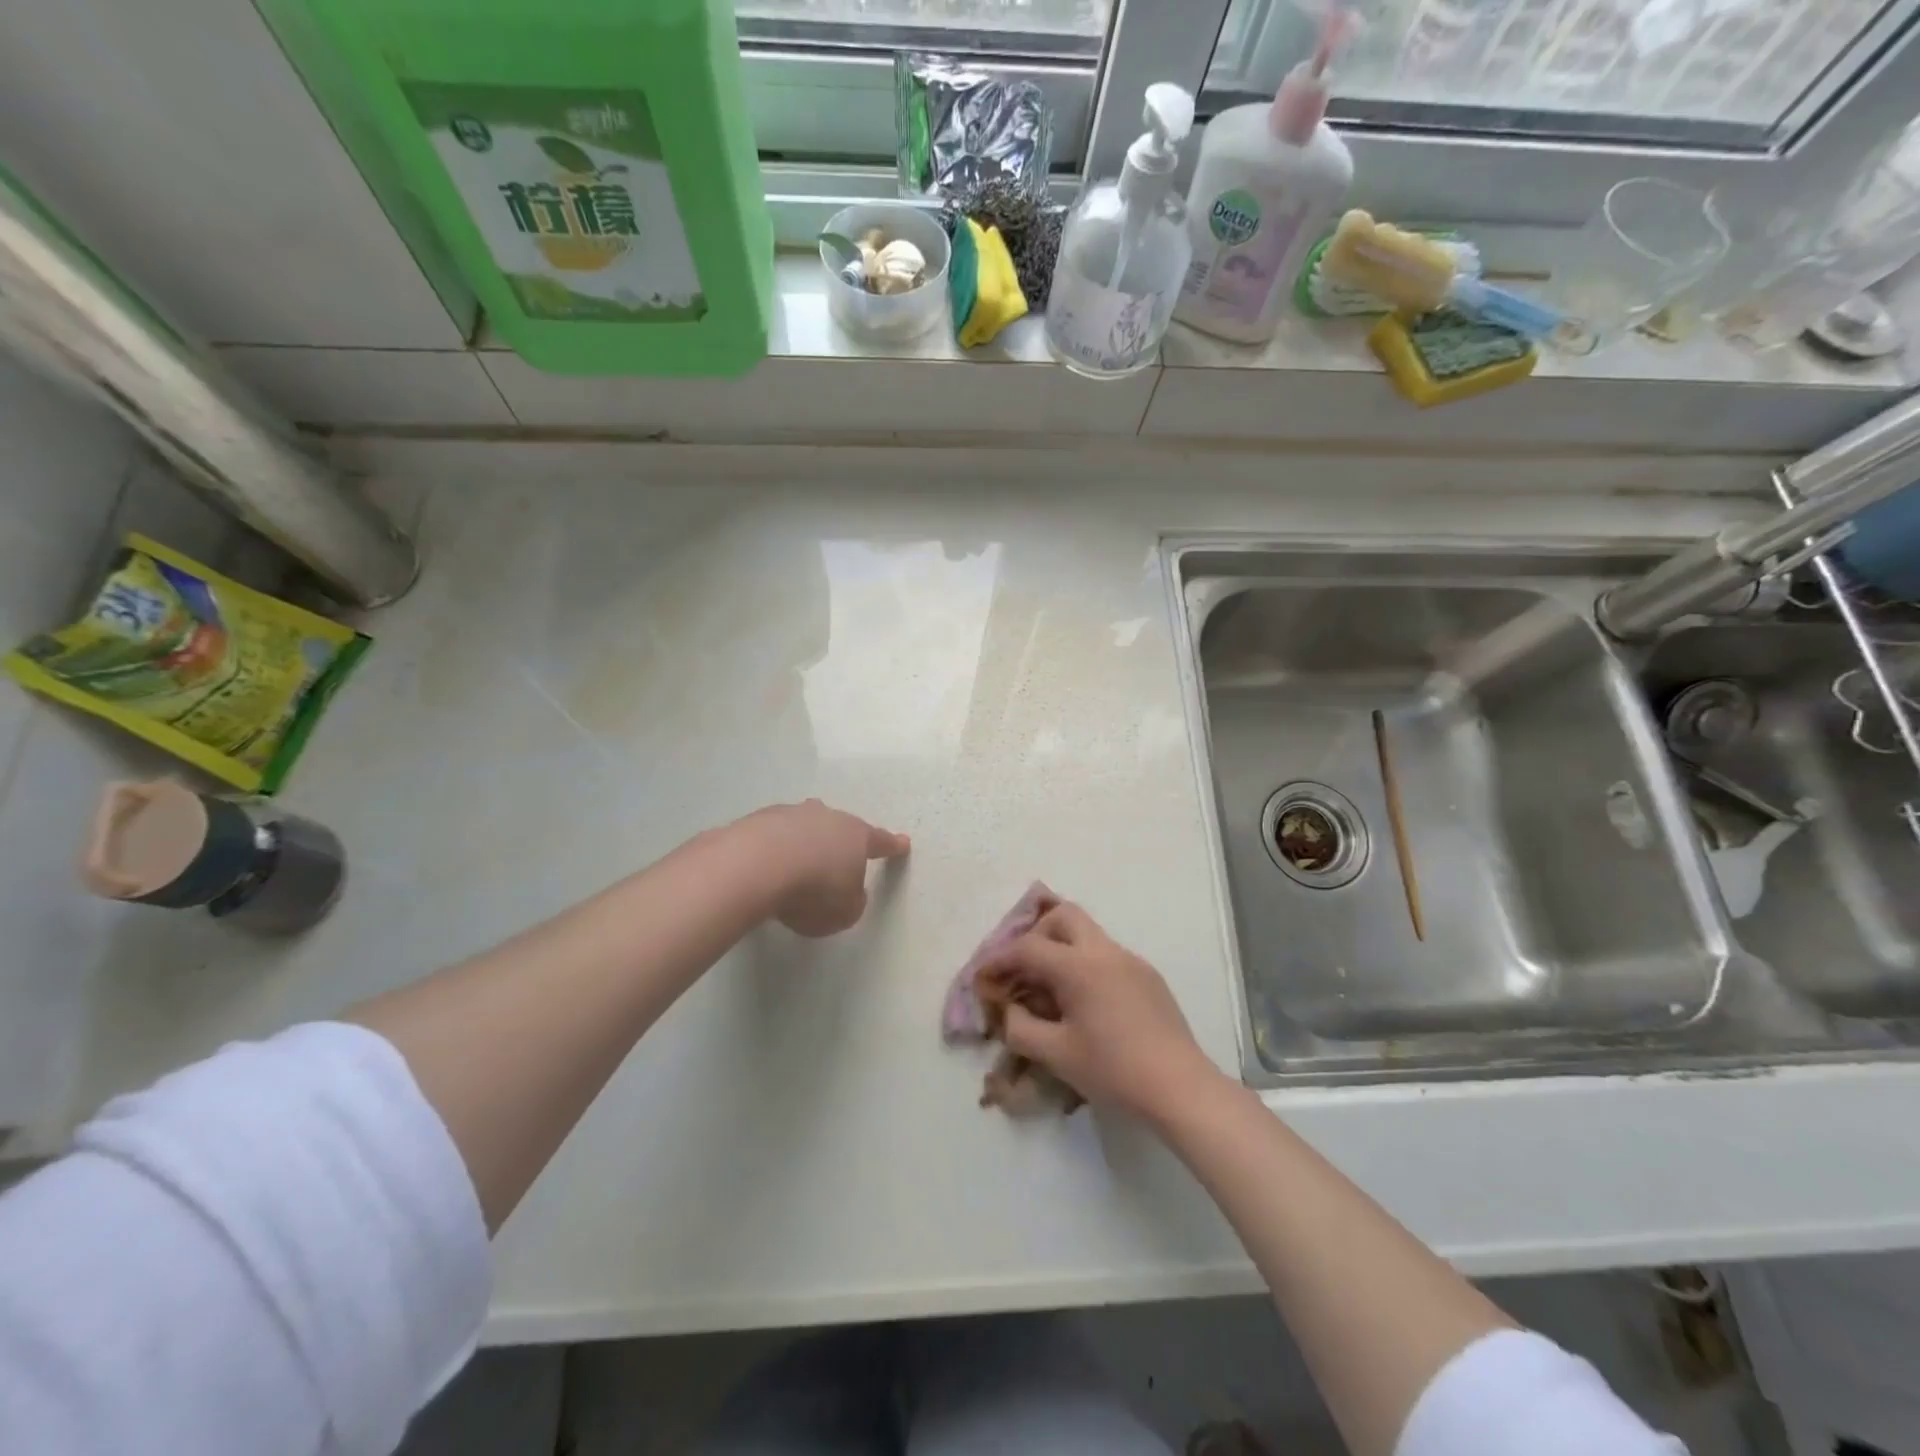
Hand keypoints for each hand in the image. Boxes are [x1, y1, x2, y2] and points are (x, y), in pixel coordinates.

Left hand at [739, 800, 909, 937]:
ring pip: (803, 827)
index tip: (903, 843)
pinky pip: (771, 837)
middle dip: (839, 841)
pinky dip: (772, 850)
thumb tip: (845, 892)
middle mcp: (826, 818)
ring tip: (794, 869)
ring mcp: (789, 815)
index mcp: (856, 836)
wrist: (755, 867)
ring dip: (803, 844)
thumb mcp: (846, 911)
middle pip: (838, 827)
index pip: (880, 841)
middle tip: (837, 858)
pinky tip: (764, 869)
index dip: (892, 846)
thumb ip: (852, 901)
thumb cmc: (814, 890)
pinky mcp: (755, 821)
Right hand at [985, 901, 1218, 1122]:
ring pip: (1088, 934)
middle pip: (1063, 916)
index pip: (1029, 947)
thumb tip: (1010, 1011)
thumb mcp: (1056, 1055)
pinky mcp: (1149, 977)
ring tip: (1050, 989)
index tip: (985, 976)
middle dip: (1036, 933)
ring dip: (1062, 949)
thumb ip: (1021, 1028)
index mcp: (1079, 966)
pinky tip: (1086, 1004)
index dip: (1001, 958)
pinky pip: (1107, 956)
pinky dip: (1086, 965)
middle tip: (1023, 967)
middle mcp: (1105, 951)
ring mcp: (1131, 961)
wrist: (1181, 1088)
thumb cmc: (1114, 1070)